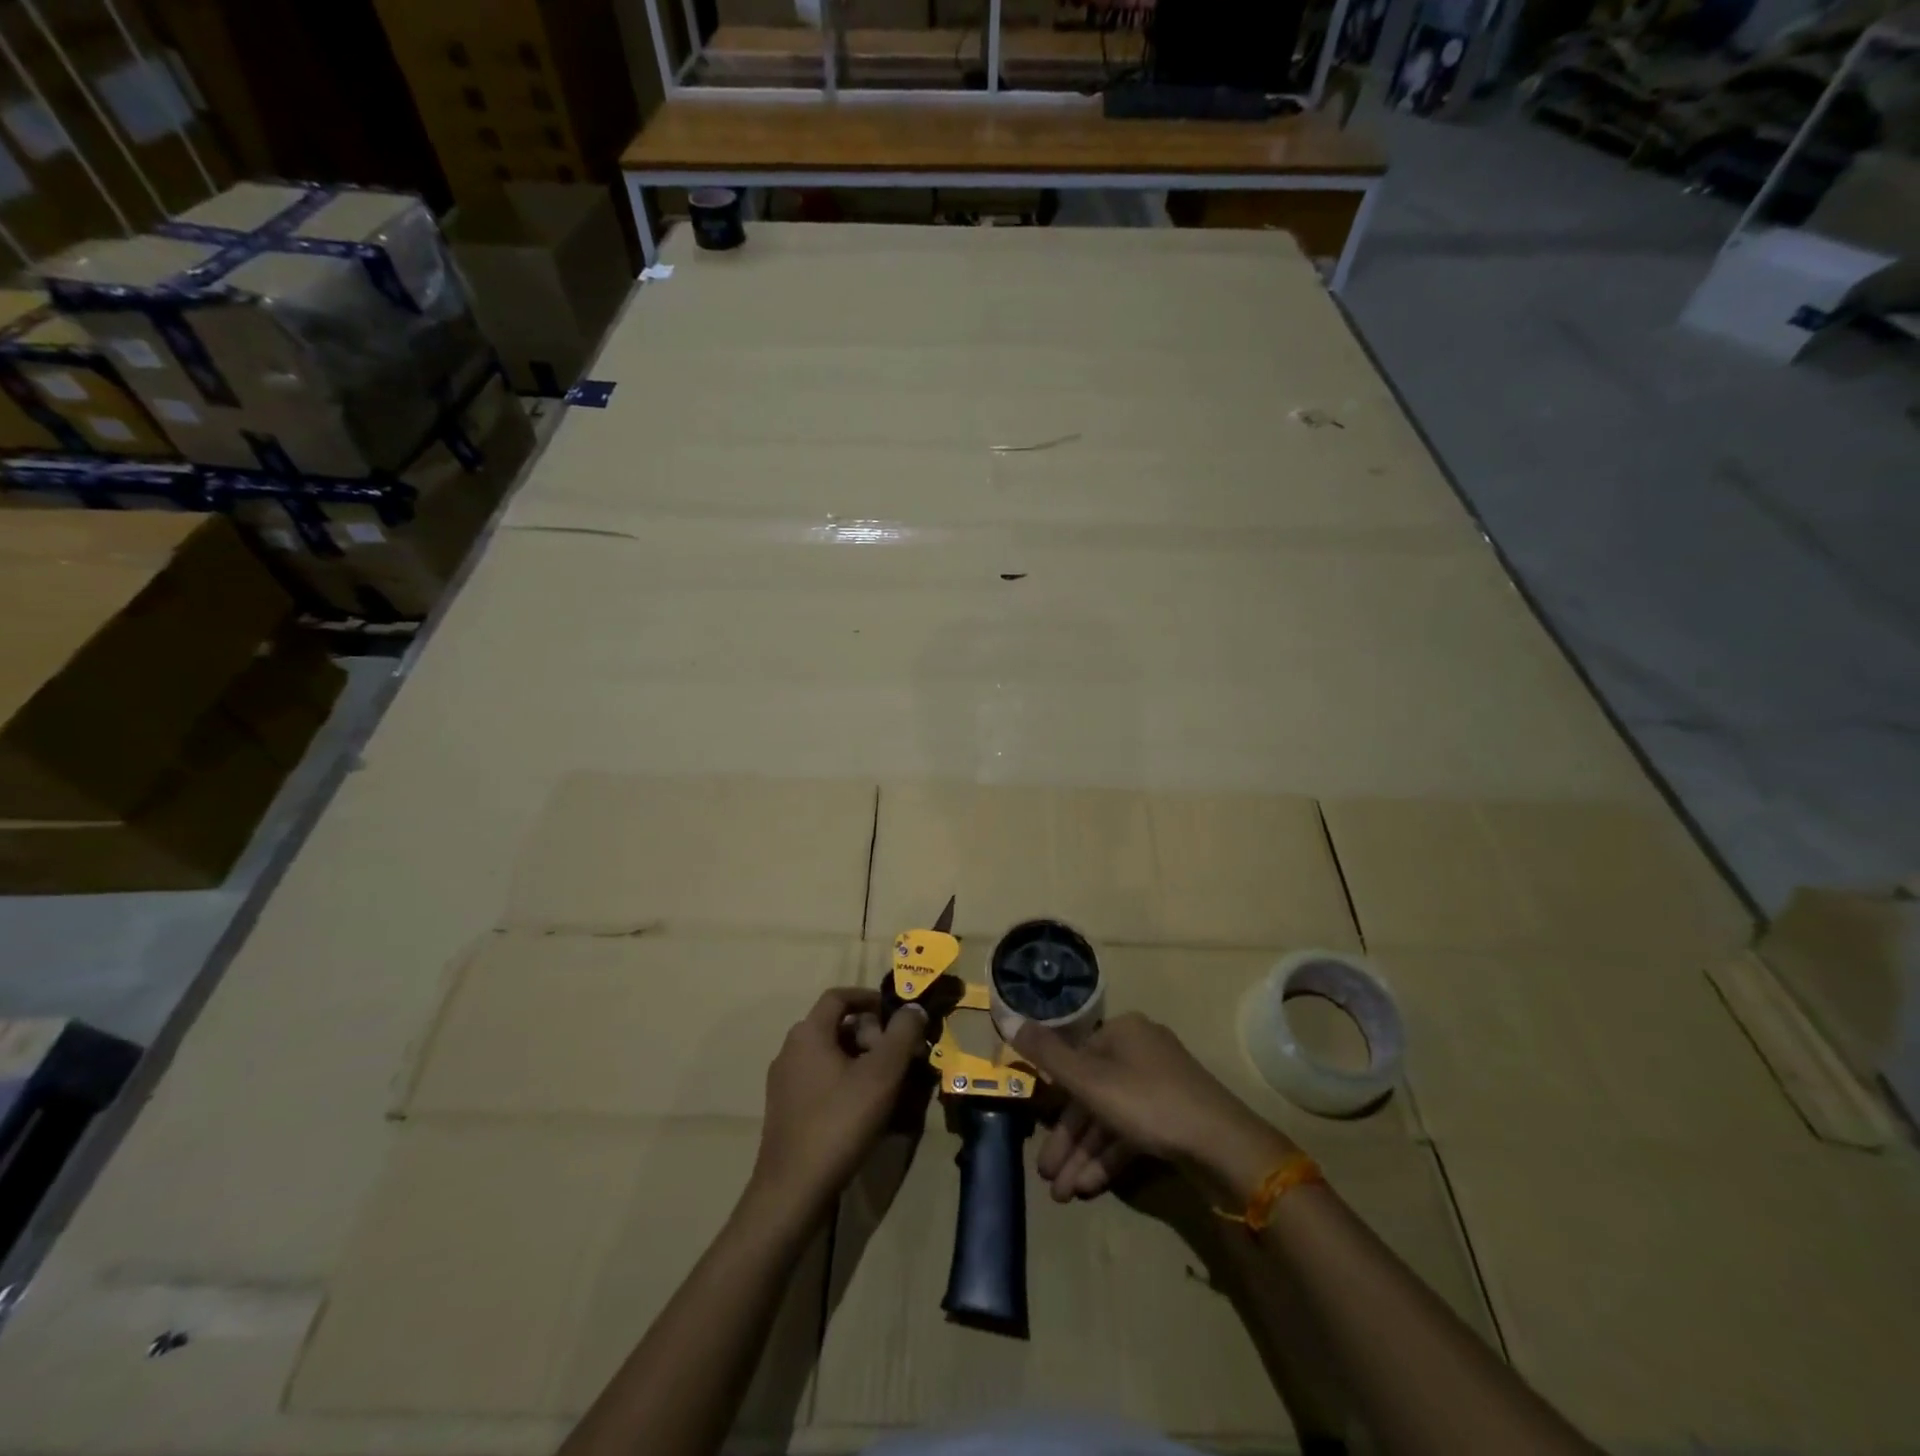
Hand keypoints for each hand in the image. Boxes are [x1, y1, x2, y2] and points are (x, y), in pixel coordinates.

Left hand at [750, 988, 929, 1220]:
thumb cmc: (839, 1122)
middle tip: (897, 1058)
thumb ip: (902, 1034)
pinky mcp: (785, 1111)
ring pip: (829, 1055)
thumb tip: (914, 1007)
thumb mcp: (881, 1074)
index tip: (897, 1015)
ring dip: (860, 1060)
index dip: (870, 998)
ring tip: (887, 1085)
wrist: (792, 1191)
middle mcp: (790, 1050)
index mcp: (808, 1033)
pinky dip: (845, 1082)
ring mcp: (784, 1082)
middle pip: (836, 1026)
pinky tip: (864, 1110)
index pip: (839, 996)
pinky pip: (820, 1081)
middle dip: (870, 1035)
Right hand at [1014, 1012, 1297, 1204]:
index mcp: (1122, 1032)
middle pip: (1092, 1094)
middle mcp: (1141, 1051)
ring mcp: (1162, 1085)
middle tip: (1047, 1179)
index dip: (1053, 1101)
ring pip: (1111, 1118)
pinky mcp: (1175, 1117)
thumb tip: (1010, 1018)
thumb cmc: (1149, 1102)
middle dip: (1068, 1140)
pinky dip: (1111, 1157)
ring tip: (1064, 1194)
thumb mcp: (1090, 1080)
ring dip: (1085, 1155)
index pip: (1076, 1061)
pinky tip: (1090, 1187)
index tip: (1038, 1135)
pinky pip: (1132, 1132)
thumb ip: (1048, 1054)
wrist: (1223, 1145)